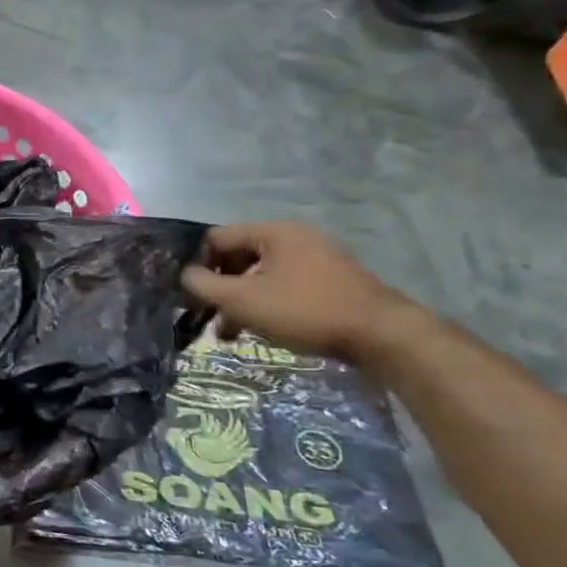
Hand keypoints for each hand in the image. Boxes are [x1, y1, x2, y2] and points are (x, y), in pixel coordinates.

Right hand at [179, 222, 418, 364]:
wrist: (381, 335)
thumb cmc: (304, 310)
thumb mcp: (243, 300)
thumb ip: (205, 286)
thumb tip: (186, 275)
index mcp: (273, 232)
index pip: (217, 238)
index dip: (198, 264)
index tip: (191, 294)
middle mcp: (295, 237)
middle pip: (240, 255)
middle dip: (220, 286)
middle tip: (208, 315)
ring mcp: (317, 258)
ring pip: (262, 274)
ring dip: (241, 300)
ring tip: (231, 332)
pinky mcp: (331, 281)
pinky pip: (285, 284)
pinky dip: (267, 303)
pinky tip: (262, 329)